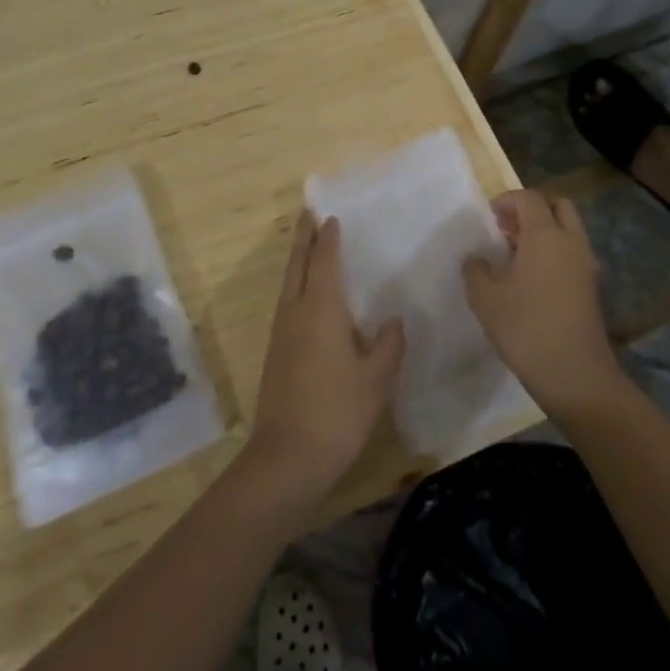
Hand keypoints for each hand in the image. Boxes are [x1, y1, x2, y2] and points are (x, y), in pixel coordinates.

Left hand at [241, 212, 403, 515]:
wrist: (287, 456)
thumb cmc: (338, 412)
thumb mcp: (377, 379)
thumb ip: (389, 344)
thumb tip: (394, 320)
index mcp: (321, 308)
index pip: (324, 260)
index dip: (328, 237)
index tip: (330, 216)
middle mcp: (296, 311)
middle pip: (297, 264)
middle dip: (303, 237)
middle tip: (309, 214)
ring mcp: (281, 331)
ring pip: (288, 283)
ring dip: (298, 260)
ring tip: (309, 246)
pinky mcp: (275, 351)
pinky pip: (287, 302)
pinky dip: (296, 285)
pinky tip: (308, 298)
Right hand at [462, 190, 619, 416]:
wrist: (575, 375)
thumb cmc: (526, 328)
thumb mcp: (485, 298)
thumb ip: (475, 270)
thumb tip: (476, 259)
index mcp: (545, 235)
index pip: (529, 198)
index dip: (507, 200)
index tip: (489, 217)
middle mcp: (570, 242)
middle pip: (558, 205)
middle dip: (532, 210)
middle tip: (507, 229)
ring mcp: (585, 265)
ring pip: (569, 230)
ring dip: (544, 231)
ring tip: (516, 255)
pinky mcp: (591, 287)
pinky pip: (573, 252)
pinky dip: (554, 252)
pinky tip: (532, 278)